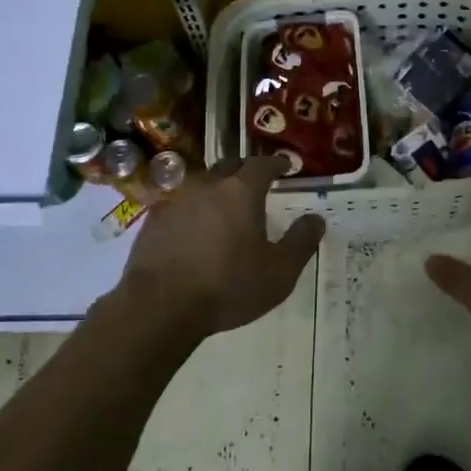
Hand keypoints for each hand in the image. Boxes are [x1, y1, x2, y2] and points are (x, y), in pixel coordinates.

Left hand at [120, 156, 324, 341]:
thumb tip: (316, 219)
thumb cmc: (227, 286)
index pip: (263, 164)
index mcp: (241, 191)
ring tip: (225, 207)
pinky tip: (195, 229)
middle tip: (257, 184)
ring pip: (203, 183)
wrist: (158, 306)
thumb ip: (301, 242)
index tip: (286, 167)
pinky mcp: (154, 219)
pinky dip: (193, 209)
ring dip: (217, 189)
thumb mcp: (279, 272)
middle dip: (246, 170)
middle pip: (230, 165)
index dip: (277, 164)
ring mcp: (177, 199)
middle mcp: (208, 185)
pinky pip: (180, 204)